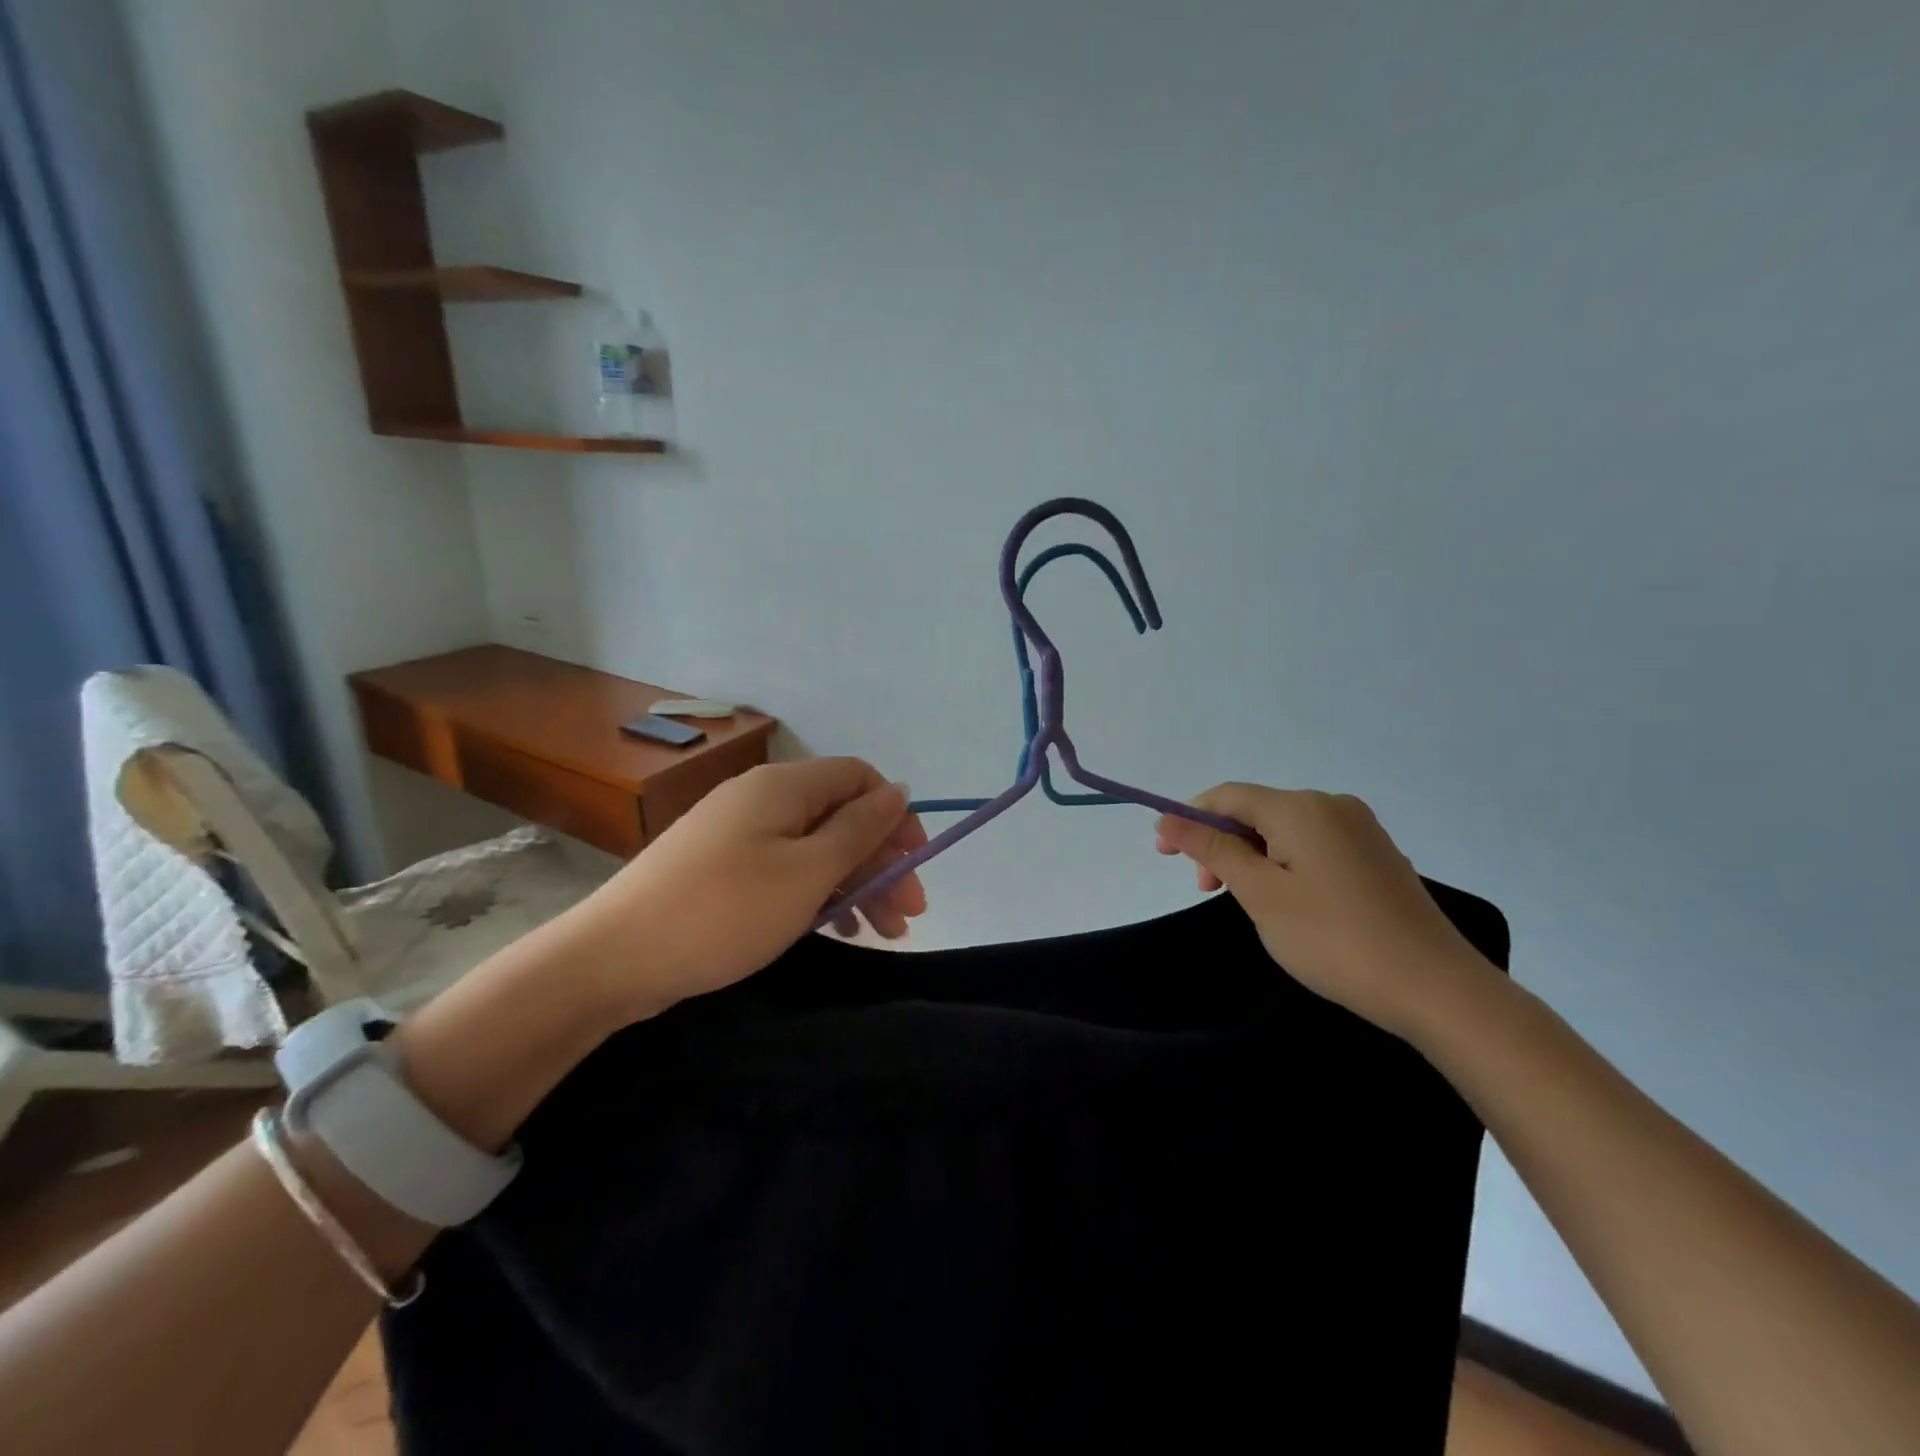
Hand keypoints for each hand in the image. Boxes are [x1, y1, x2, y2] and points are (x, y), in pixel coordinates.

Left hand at [565, 758, 926, 1019]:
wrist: (613, 958)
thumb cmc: (725, 910)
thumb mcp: (807, 872)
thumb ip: (859, 829)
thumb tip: (899, 789)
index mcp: (784, 786)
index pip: (860, 778)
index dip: (895, 817)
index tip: (915, 867)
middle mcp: (762, 798)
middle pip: (840, 815)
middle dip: (881, 861)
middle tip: (908, 915)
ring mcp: (737, 833)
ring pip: (815, 847)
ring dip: (855, 884)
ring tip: (882, 933)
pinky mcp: (720, 868)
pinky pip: (785, 868)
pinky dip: (817, 894)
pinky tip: (836, 929)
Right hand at [1154, 783, 1498, 1037]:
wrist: (1436, 988)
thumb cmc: (1334, 938)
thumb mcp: (1260, 894)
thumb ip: (1212, 849)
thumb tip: (1168, 818)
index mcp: (1300, 808)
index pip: (1227, 796)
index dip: (1188, 818)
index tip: (1165, 856)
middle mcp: (1332, 805)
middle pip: (1257, 811)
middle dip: (1222, 843)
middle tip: (1208, 892)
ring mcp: (1361, 830)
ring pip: (1285, 831)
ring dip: (1253, 857)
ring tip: (1248, 902)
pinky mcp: (1378, 856)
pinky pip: (1314, 846)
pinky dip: (1286, 865)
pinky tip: (1291, 904)